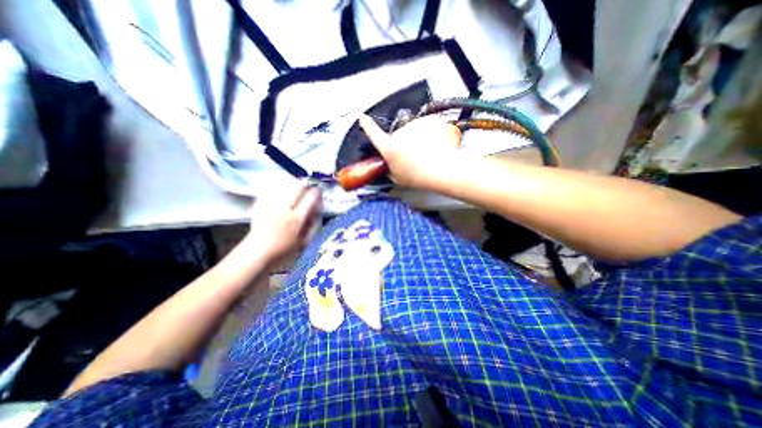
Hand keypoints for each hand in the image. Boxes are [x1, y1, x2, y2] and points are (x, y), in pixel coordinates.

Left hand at [243, 182, 320, 267]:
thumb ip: (314, 222)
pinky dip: (279, 187)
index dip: (317, 193)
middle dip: (305, 185)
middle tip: (307, 190)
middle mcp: (283, 208)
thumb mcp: (305, 240)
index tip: (318, 194)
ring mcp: (270, 204)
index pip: (311, 197)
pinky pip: (272, 188)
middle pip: (297, 186)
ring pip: (284, 184)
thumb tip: (318, 206)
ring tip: (295, 190)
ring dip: (293, 185)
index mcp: (296, 219)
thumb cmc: (285, 249)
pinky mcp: (259, 203)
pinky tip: (281, 192)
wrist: (257, 252)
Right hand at [359, 113, 459, 186]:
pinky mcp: (429, 120)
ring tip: (426, 154)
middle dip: (404, 144)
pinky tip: (435, 146)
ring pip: (414, 130)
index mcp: (389, 147)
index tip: (363, 118)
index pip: (373, 133)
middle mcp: (399, 133)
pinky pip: (427, 126)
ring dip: (418, 139)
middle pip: (398, 135)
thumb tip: (390, 168)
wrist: (442, 169)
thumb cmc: (420, 176)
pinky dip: (431, 133)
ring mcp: (415, 125)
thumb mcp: (399, 179)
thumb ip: (391, 170)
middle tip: (413, 157)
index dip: (367, 126)